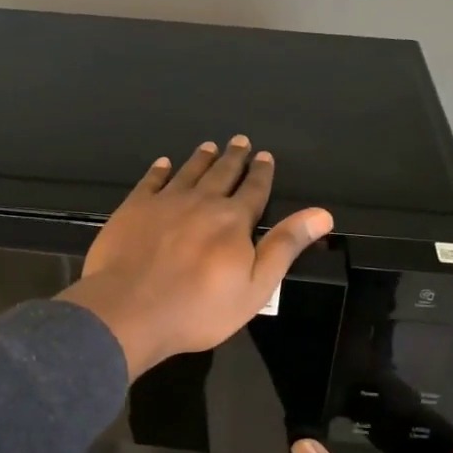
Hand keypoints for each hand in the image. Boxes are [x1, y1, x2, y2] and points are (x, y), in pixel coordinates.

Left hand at [61, 136, 332, 377]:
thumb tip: (322, 214)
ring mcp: (164, 202)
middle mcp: (201, 202)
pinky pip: (150, 181)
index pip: (254, 190)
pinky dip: (159, 171)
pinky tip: (163, 164)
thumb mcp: (256, 286)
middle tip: (239, 141)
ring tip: (209, 147)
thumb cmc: (199, 308)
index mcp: (233, 220)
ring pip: (188, 172)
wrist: (129, 311)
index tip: (264, 156)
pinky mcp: (133, 209)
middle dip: (233, 157)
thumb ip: (286, 246)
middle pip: (222, 173)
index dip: (261, 173)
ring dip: (201, 159)